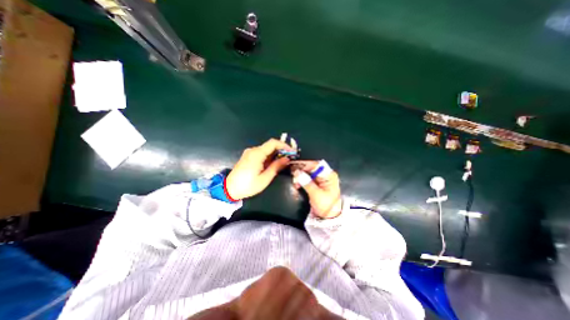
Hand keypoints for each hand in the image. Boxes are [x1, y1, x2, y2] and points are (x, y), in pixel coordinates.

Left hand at [225, 139, 293, 200]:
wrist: (229, 189)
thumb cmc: (248, 185)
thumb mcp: (265, 178)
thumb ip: (276, 167)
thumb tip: (287, 159)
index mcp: (257, 154)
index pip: (273, 143)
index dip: (284, 145)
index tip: (292, 152)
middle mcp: (253, 150)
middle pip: (270, 145)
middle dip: (281, 150)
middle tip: (289, 158)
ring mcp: (249, 153)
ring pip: (266, 150)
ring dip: (275, 154)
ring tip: (283, 162)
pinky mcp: (248, 157)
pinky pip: (261, 153)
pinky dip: (269, 157)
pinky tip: (273, 164)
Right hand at [292, 161, 339, 218]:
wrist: (329, 217)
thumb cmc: (326, 205)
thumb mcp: (316, 194)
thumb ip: (306, 182)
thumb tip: (297, 172)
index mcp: (329, 175)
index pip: (316, 165)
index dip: (305, 164)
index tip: (295, 166)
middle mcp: (325, 175)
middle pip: (312, 168)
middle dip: (301, 170)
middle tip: (292, 172)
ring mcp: (321, 179)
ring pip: (308, 173)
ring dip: (300, 175)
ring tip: (295, 181)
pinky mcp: (316, 184)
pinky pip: (307, 178)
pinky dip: (301, 180)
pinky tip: (297, 184)